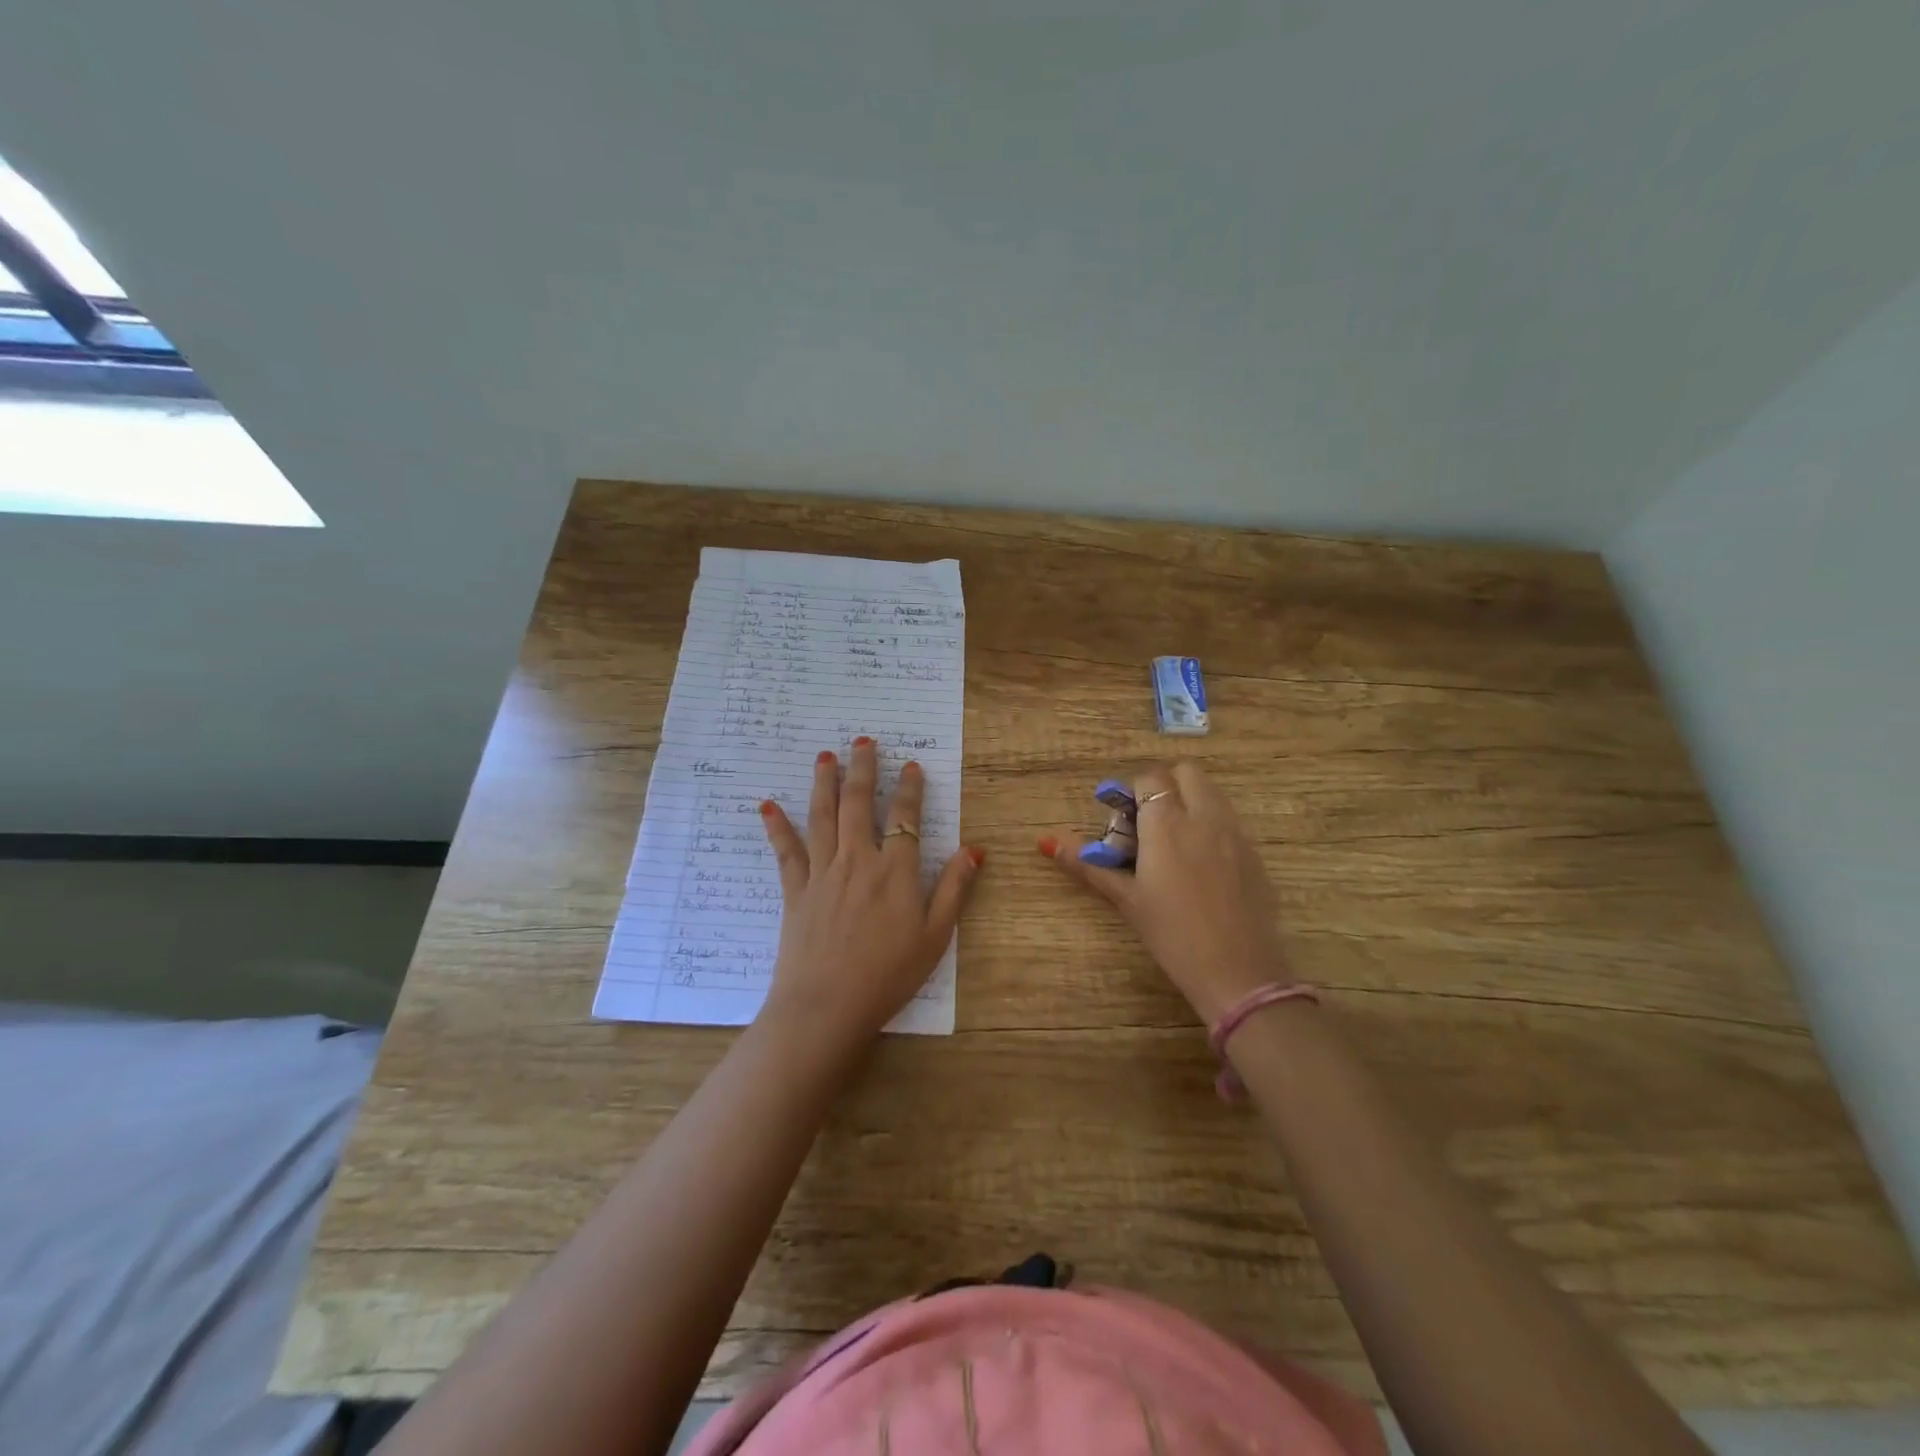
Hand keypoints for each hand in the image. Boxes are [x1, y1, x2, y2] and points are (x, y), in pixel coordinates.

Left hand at [758, 737, 983, 1048]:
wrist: (827, 1006)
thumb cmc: (888, 975)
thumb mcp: (935, 936)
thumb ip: (954, 889)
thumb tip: (973, 849)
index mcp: (895, 871)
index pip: (905, 817)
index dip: (911, 789)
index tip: (912, 765)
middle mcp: (858, 860)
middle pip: (860, 804)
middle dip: (864, 769)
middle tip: (864, 741)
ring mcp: (823, 872)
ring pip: (823, 816)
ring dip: (824, 783)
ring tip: (825, 756)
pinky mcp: (795, 890)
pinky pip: (786, 850)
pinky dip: (776, 826)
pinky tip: (767, 805)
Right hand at [1041, 761, 1288, 1023]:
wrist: (1238, 972)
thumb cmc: (1172, 934)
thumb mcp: (1126, 898)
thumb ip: (1089, 864)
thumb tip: (1048, 842)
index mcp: (1167, 824)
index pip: (1150, 778)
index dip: (1133, 793)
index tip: (1124, 821)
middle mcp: (1204, 817)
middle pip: (1186, 772)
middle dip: (1166, 785)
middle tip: (1150, 821)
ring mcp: (1235, 833)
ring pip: (1212, 792)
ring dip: (1190, 800)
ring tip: (1174, 841)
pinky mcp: (1255, 853)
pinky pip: (1229, 820)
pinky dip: (1211, 824)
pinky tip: (1201, 865)